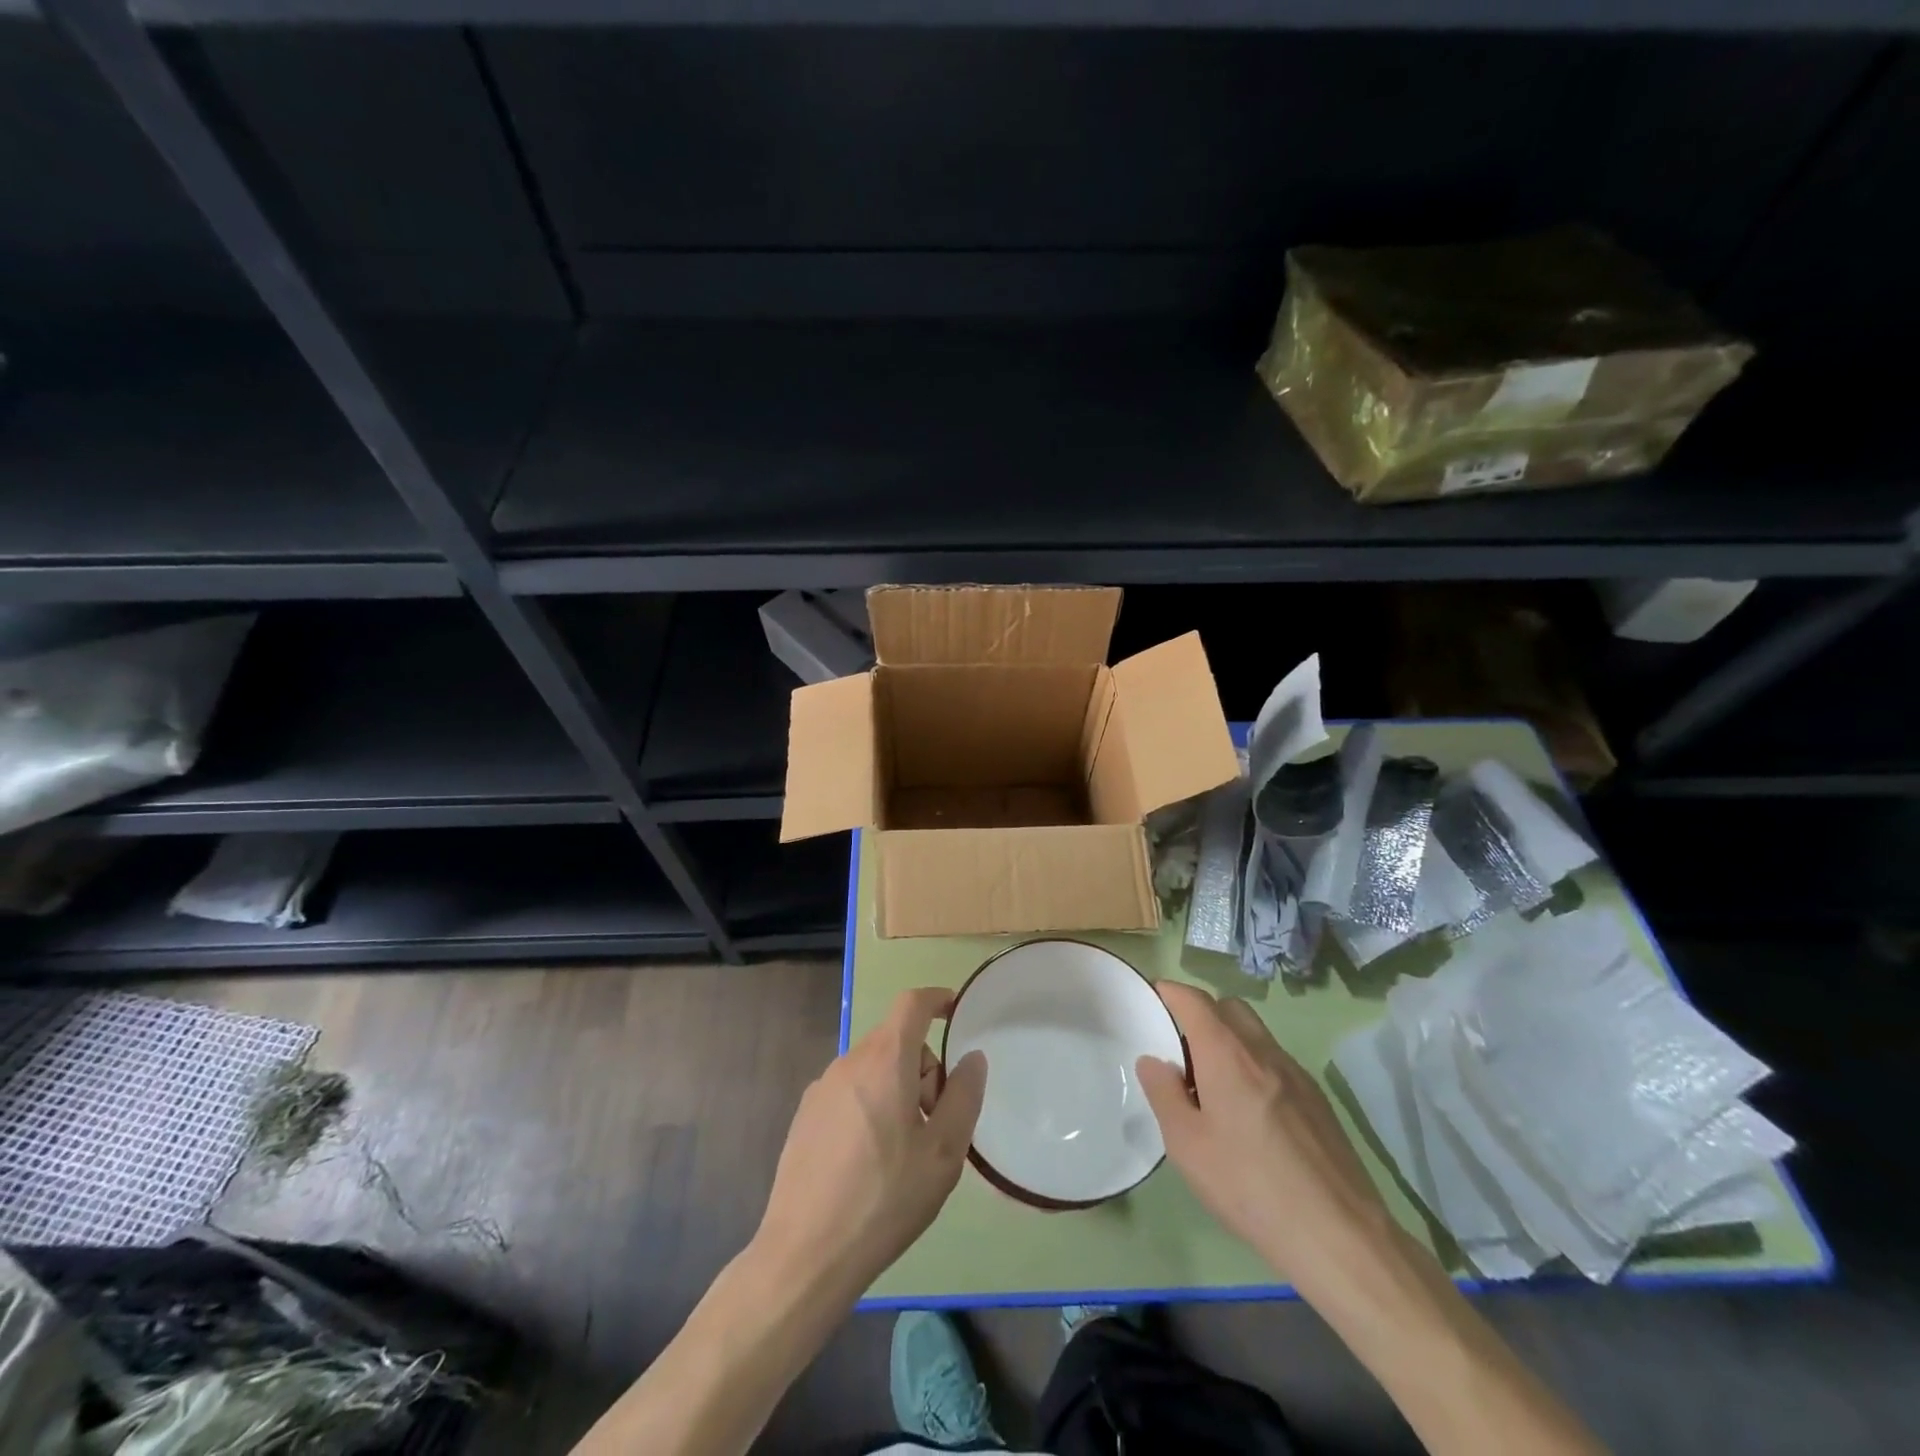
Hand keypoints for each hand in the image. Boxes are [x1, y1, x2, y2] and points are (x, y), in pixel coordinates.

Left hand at [753, 987, 987, 1297]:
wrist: (806, 1254)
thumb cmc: (885, 1198)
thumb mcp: (943, 1153)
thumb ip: (963, 1096)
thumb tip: (972, 1058)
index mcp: (884, 1060)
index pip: (912, 1003)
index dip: (937, 1000)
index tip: (955, 1013)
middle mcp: (849, 1062)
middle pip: (895, 1040)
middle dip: (923, 1067)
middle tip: (934, 1120)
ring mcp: (821, 1088)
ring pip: (872, 1068)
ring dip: (896, 1088)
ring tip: (903, 1149)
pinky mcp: (805, 1116)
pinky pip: (849, 1091)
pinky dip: (869, 1105)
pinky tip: (869, 1161)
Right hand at [1137, 981, 1388, 1287]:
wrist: (1339, 1235)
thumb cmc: (1250, 1186)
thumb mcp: (1187, 1145)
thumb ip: (1164, 1094)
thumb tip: (1153, 1061)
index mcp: (1227, 1053)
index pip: (1194, 1000)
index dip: (1170, 992)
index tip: (1153, 998)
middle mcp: (1263, 1051)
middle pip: (1228, 1008)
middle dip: (1201, 1013)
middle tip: (1181, 1051)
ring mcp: (1296, 1073)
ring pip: (1255, 1034)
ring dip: (1229, 1041)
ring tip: (1213, 1087)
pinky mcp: (1318, 1099)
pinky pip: (1276, 1062)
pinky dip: (1254, 1066)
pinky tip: (1250, 1114)